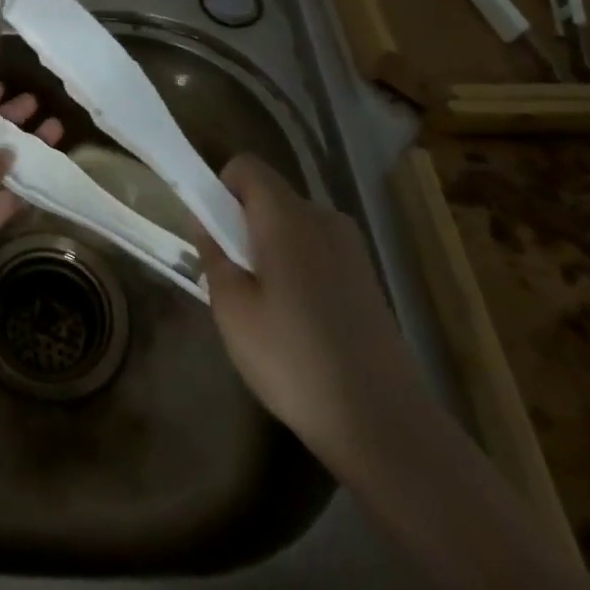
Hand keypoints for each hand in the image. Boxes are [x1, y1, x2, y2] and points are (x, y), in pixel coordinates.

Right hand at [197, 154, 428, 480]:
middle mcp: (323, 219)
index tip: (213, 231)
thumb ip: (214, 254)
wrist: (383, 423)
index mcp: (287, 217)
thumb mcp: (232, 309)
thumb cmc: (293, 360)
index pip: (246, 167)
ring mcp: (351, 249)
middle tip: (232, 278)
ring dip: (270, 247)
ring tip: (264, 307)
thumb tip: (206, 221)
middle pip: (270, 196)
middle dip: (243, 223)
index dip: (221, 187)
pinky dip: (297, 268)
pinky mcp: (367, 278)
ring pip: (293, 225)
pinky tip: (297, 322)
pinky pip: (317, 251)